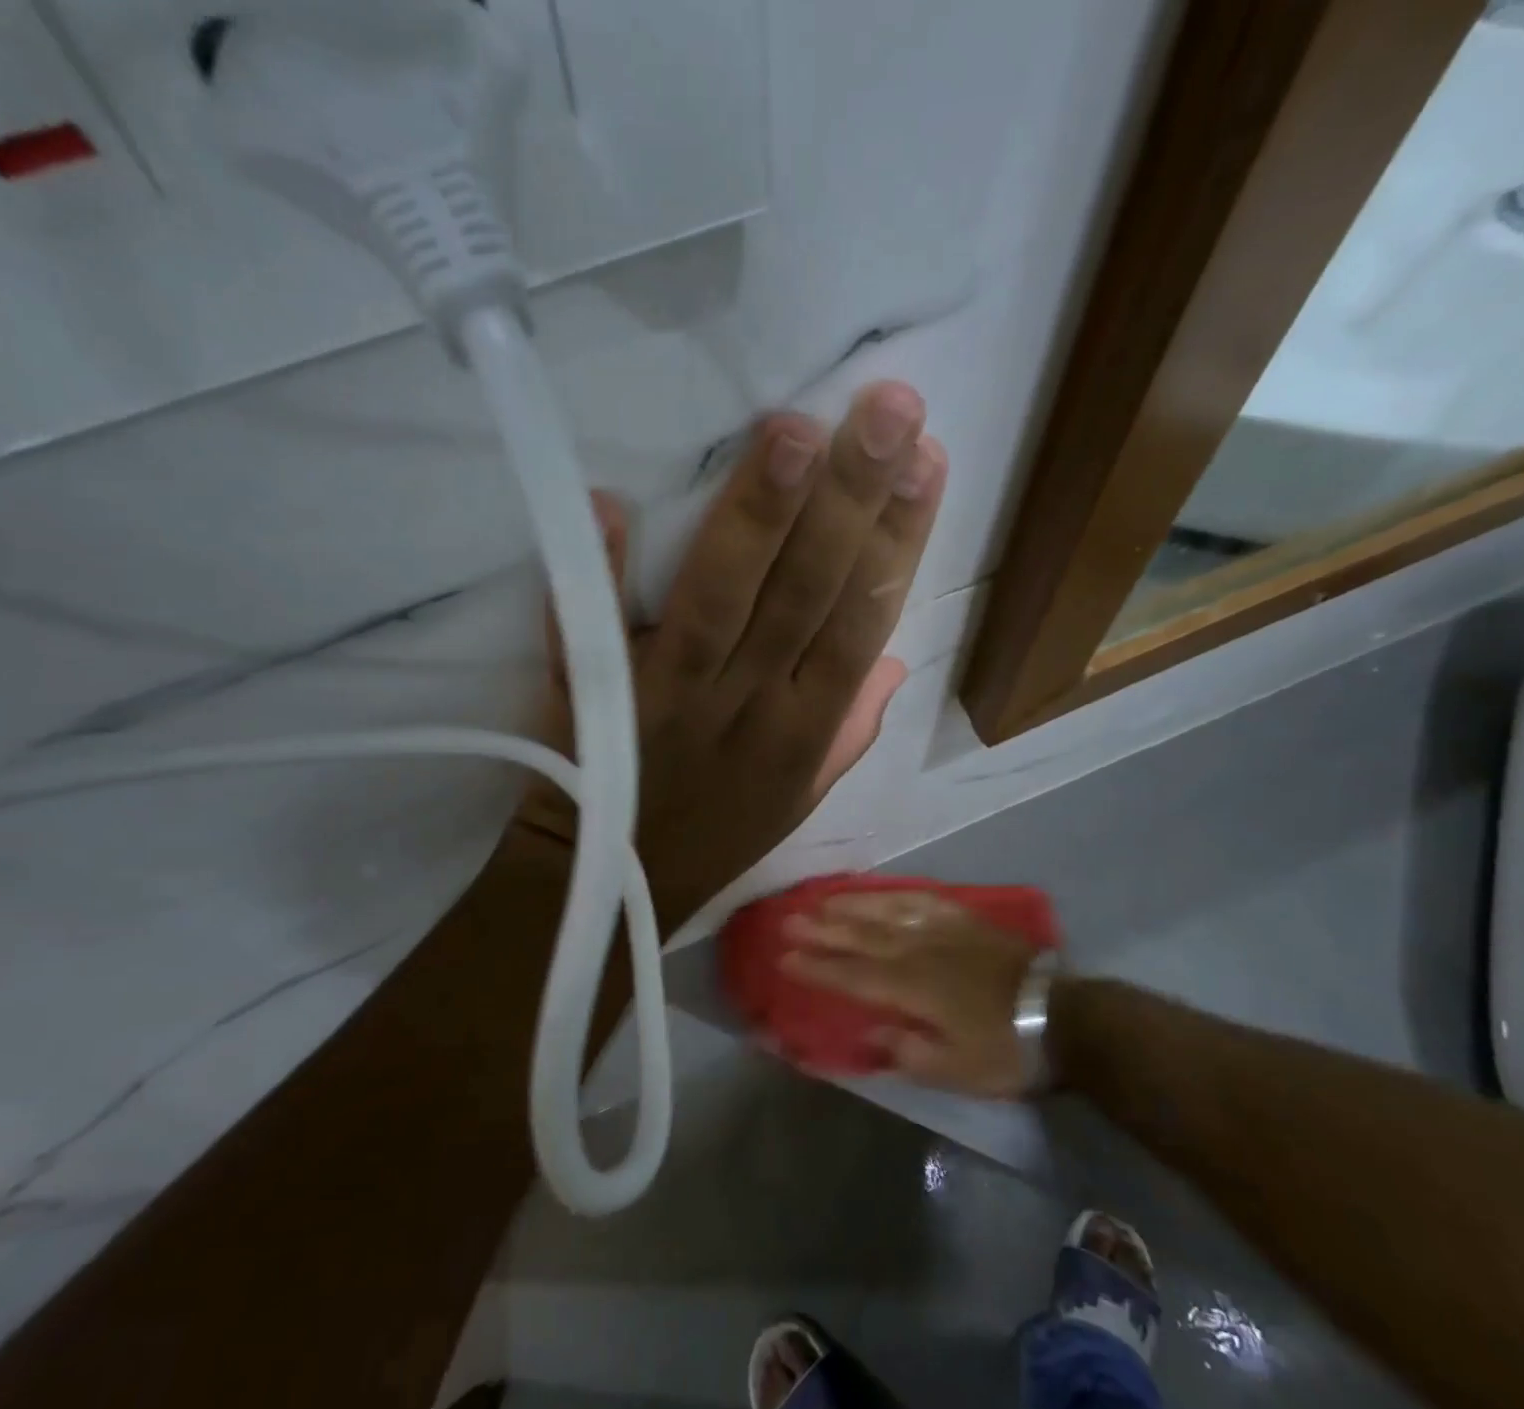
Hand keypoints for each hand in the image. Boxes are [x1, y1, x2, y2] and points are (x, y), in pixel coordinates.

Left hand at [510, 381, 947, 932]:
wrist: (610, 885)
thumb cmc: (713, 837)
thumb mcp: (799, 801)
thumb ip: (849, 731)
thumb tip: (893, 662)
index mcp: (805, 731)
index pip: (863, 621)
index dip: (898, 542)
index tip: (927, 461)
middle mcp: (750, 707)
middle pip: (807, 594)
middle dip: (851, 499)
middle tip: (886, 407)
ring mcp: (672, 701)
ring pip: (724, 600)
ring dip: (761, 516)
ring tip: (796, 432)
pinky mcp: (600, 701)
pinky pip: (596, 634)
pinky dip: (602, 569)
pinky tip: (612, 503)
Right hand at [782, 891, 1039, 1098]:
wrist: (1064, 1017)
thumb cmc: (1006, 1050)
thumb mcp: (957, 1071)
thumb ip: (908, 1051)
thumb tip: (871, 1030)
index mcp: (912, 989)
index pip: (853, 975)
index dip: (818, 967)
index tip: (785, 957)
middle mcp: (919, 952)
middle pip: (862, 937)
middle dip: (823, 930)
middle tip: (789, 920)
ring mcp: (943, 931)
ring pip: (887, 912)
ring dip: (852, 905)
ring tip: (823, 899)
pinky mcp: (965, 921)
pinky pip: (923, 900)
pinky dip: (896, 895)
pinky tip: (883, 892)